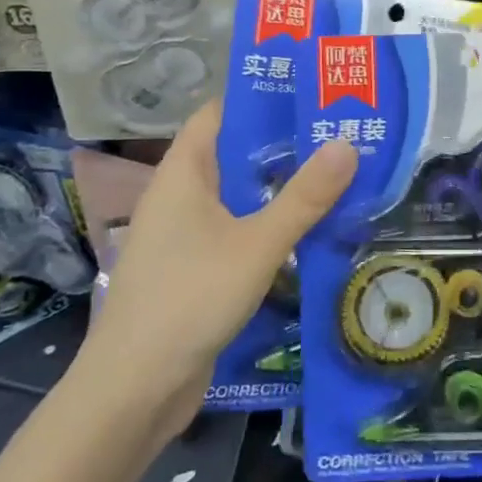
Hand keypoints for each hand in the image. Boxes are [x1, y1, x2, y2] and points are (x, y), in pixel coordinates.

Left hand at [76, 101, 356, 421]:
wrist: (134, 388)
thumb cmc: (190, 299)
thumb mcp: (257, 244)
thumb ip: (304, 197)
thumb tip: (347, 143)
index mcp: (183, 174)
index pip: (218, 114)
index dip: (260, 98)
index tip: (310, 92)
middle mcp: (179, 196)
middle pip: (233, 154)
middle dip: (282, 143)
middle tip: (338, 133)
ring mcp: (183, 235)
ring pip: (237, 195)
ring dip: (278, 187)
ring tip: (334, 174)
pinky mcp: (193, 269)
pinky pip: (235, 230)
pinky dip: (267, 223)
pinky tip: (307, 230)